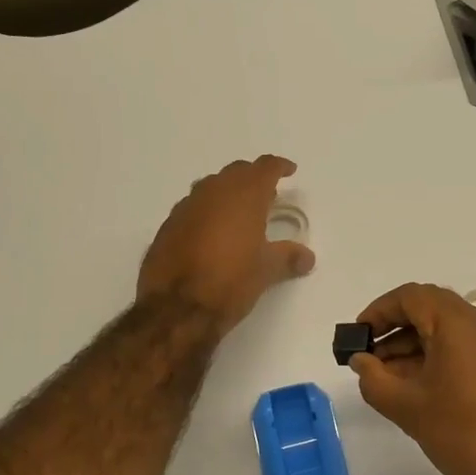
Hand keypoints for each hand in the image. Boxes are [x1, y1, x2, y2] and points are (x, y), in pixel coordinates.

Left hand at [137, 156, 314, 333]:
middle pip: (236, 172)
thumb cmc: (230, 281)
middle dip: (253, 178)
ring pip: (211, 186)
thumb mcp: (266, 270)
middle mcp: (214, 192)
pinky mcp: (167, 225)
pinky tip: (211, 232)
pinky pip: (193, 207)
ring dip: (227, 192)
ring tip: (239, 212)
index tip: (289, 170)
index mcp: (244, 195)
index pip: (265, 167)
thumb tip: (307, 257)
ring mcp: (186, 206)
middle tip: (267, 194)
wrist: (176, 307)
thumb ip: (288, 257)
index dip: (279, 167)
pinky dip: (207, 211)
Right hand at [348, 283, 475, 474]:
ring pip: (442, 329)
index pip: (410, 297)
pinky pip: (458, 346)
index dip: (378, 311)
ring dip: (409, 345)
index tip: (356, 336)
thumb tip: (360, 360)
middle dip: (392, 328)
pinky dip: (431, 356)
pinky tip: (410, 385)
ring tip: (381, 376)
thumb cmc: (461, 432)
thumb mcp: (406, 406)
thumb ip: (373, 378)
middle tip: (366, 355)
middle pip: (427, 309)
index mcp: (457, 322)